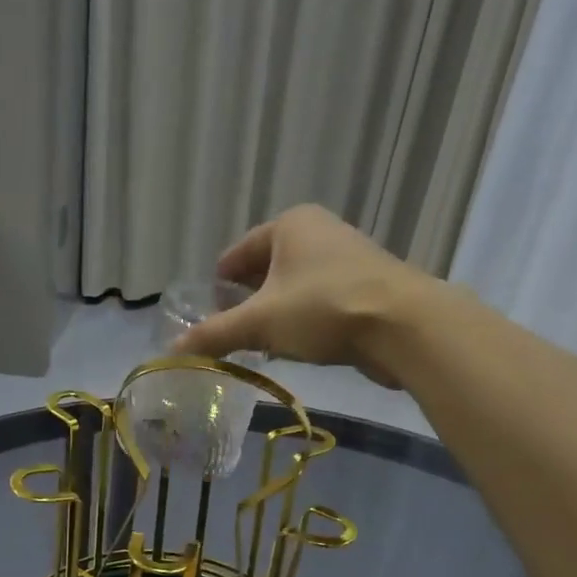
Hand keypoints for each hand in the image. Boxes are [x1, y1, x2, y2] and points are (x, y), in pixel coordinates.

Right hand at [173, 203, 441, 384]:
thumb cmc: (323, 309)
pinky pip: (318, 301)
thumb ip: (215, 335)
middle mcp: (318, 232)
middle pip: (266, 269)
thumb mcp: (260, 323)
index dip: (219, 283)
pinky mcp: (365, 287)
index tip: (207, 312)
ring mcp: (346, 258)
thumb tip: (172, 352)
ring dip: (274, 313)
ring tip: (258, 344)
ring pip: (294, 287)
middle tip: (229, 332)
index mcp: (290, 224)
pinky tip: (295, 346)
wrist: (403, 325)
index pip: (238, 253)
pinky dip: (302, 320)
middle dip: (246, 301)